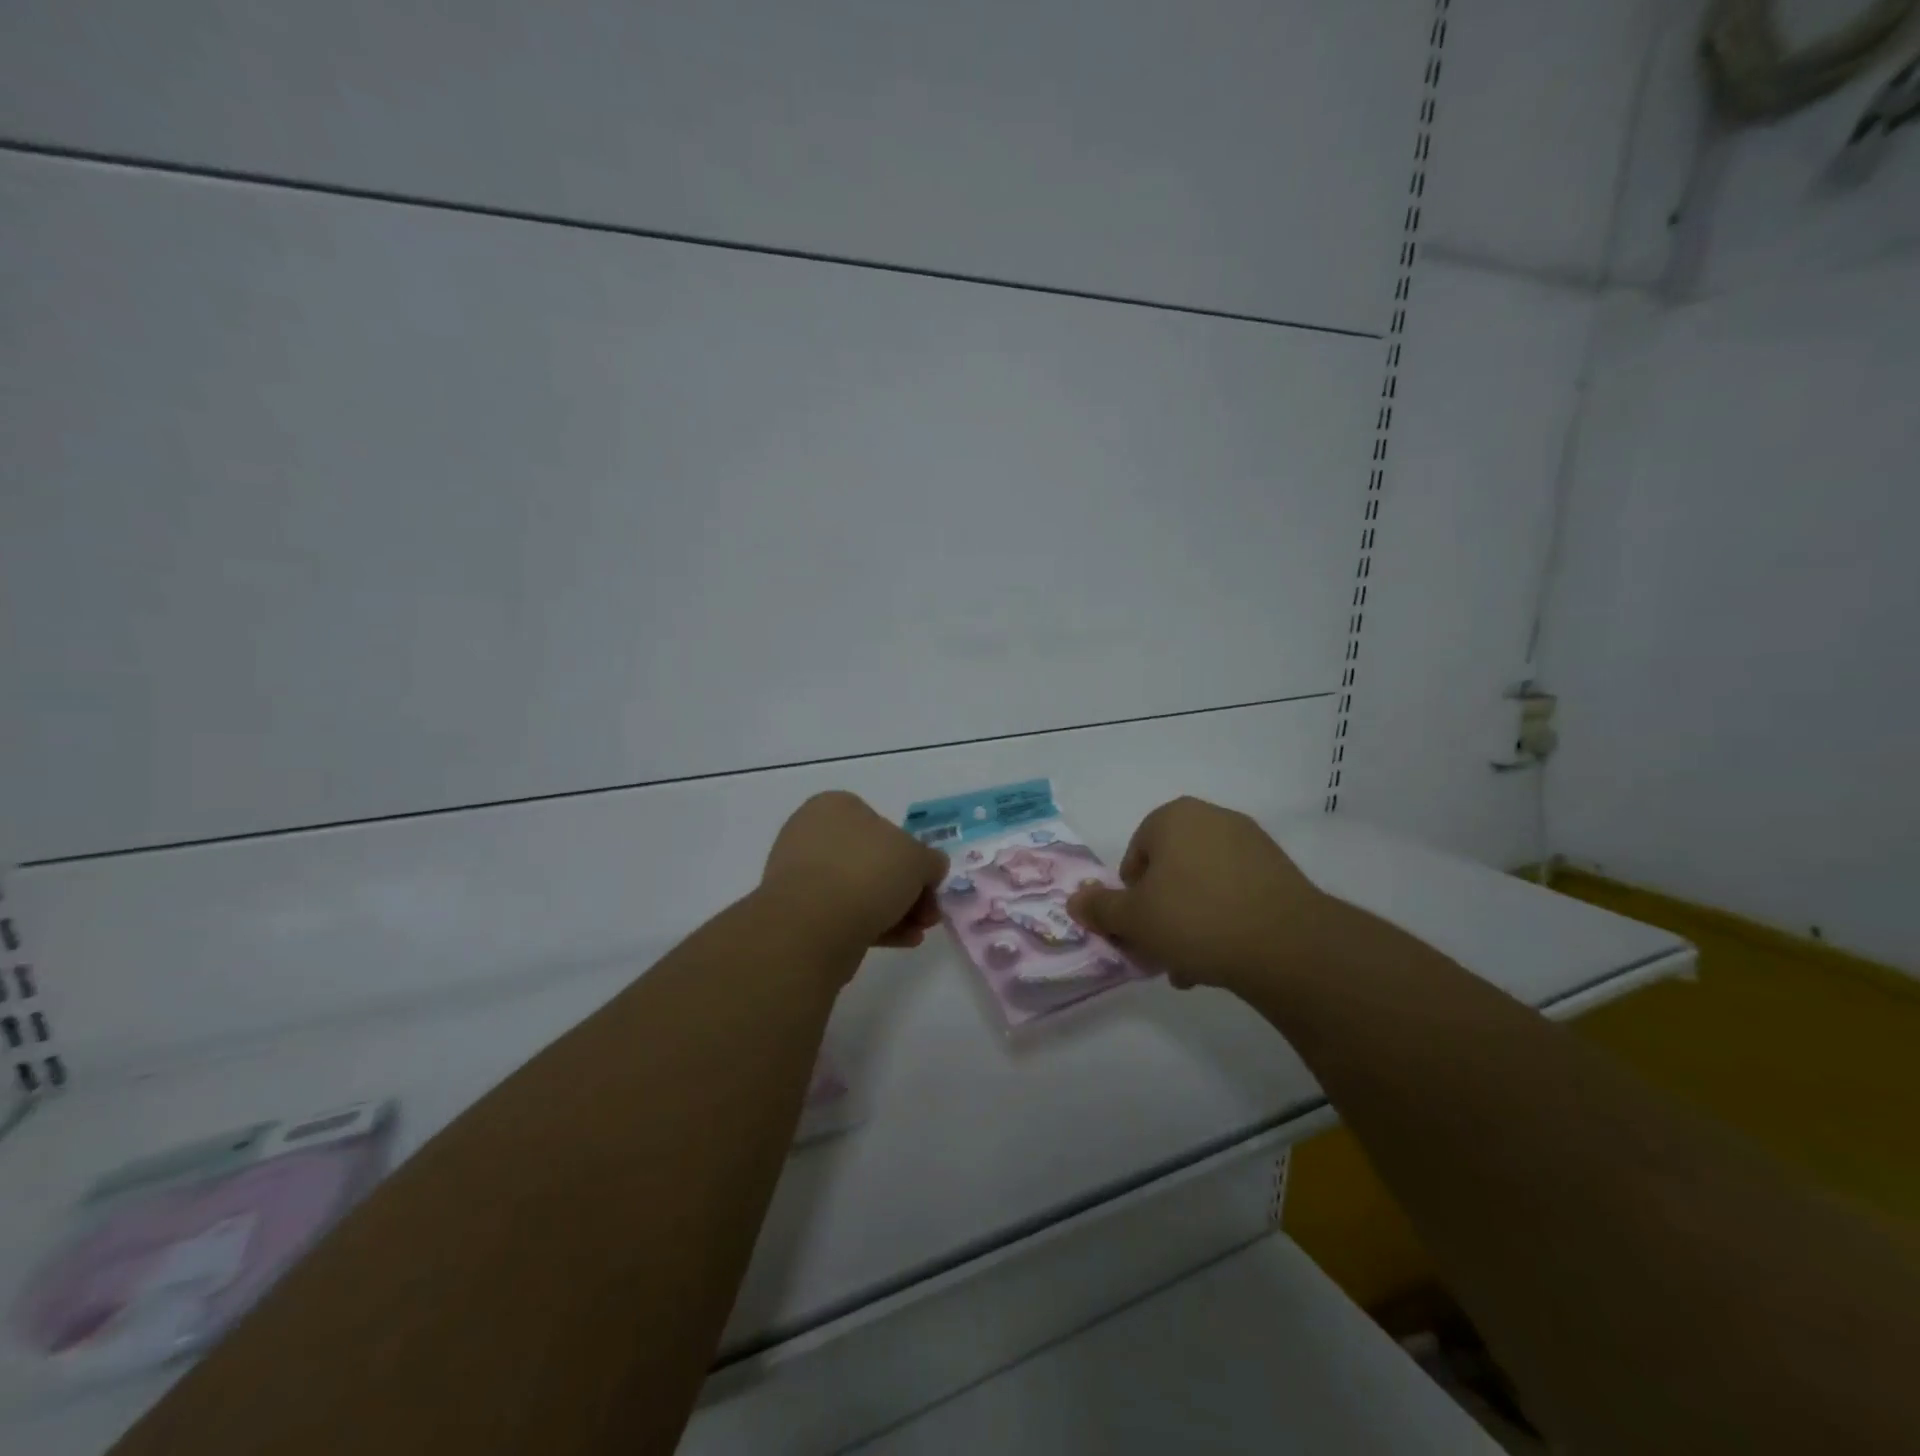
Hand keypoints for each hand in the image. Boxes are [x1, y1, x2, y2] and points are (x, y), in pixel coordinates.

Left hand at [759, 791, 948, 958]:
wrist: (813, 926)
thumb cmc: (867, 873)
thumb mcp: (918, 859)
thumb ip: (930, 860)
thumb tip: (929, 868)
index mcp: (835, 806)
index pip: (882, 824)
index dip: (912, 854)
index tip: (929, 881)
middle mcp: (813, 834)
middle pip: (874, 861)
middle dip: (907, 888)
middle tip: (929, 912)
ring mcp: (802, 875)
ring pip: (860, 890)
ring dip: (895, 910)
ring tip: (919, 931)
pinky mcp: (799, 913)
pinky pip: (844, 914)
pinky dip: (874, 924)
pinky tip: (901, 941)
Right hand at [1066, 796, 1327, 995]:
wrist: (1286, 945)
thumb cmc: (1195, 919)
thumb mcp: (1133, 919)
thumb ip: (1100, 908)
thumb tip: (1075, 900)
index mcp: (1174, 817)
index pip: (1135, 856)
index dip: (1130, 897)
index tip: (1138, 930)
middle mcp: (1213, 818)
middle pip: (1170, 871)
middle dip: (1161, 913)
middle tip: (1161, 951)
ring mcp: (1251, 843)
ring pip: (1202, 886)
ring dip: (1190, 922)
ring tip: (1192, 965)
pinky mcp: (1280, 871)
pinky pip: (1235, 893)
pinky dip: (1223, 920)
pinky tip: (1222, 958)